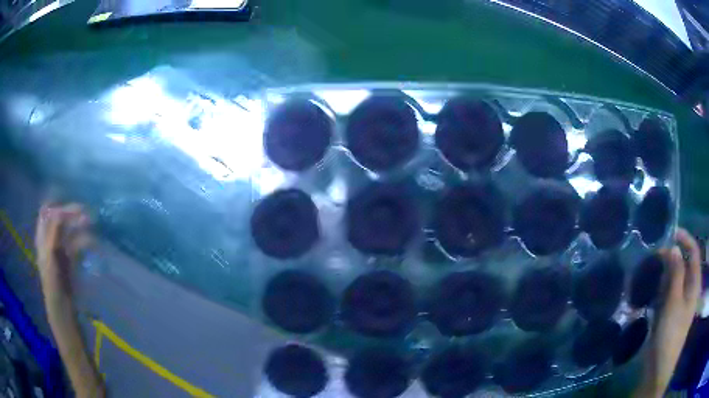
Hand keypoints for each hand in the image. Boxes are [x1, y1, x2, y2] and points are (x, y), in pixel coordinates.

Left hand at [35, 203, 91, 301]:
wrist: (62, 308)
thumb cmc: (53, 283)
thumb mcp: (50, 256)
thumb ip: (53, 232)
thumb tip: (61, 211)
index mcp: (42, 237)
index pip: (47, 212)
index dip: (57, 206)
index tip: (70, 209)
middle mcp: (50, 239)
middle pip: (60, 219)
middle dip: (72, 213)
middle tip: (86, 213)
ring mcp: (61, 249)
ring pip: (70, 230)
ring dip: (80, 225)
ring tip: (92, 224)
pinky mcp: (70, 258)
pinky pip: (77, 243)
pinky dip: (85, 241)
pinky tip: (93, 242)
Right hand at [635, 228, 701, 396]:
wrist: (660, 368)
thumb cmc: (671, 334)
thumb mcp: (674, 302)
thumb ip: (675, 273)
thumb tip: (673, 247)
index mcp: (694, 283)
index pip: (694, 251)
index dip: (685, 239)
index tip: (670, 233)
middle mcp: (690, 289)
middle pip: (684, 264)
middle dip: (672, 258)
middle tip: (656, 256)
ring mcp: (680, 303)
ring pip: (675, 280)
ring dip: (665, 275)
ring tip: (653, 276)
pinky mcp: (671, 315)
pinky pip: (668, 295)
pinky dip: (661, 291)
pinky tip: (652, 295)